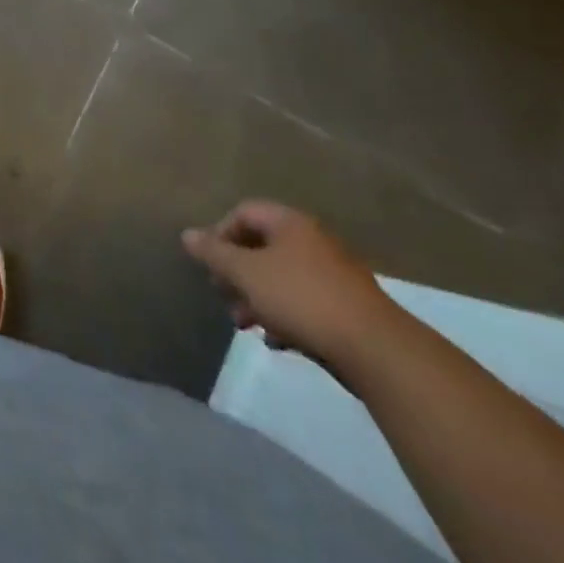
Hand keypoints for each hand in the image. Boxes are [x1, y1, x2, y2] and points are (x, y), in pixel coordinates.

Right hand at [182, 200, 399, 367]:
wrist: (376, 350)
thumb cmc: (301, 298)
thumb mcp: (246, 273)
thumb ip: (214, 253)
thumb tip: (187, 235)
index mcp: (290, 223)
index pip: (243, 213)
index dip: (220, 234)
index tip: (211, 264)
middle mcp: (313, 241)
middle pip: (262, 247)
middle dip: (238, 272)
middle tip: (223, 295)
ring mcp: (334, 275)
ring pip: (282, 278)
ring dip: (257, 298)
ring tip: (245, 324)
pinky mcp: (348, 308)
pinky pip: (304, 302)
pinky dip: (285, 316)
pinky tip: (277, 341)